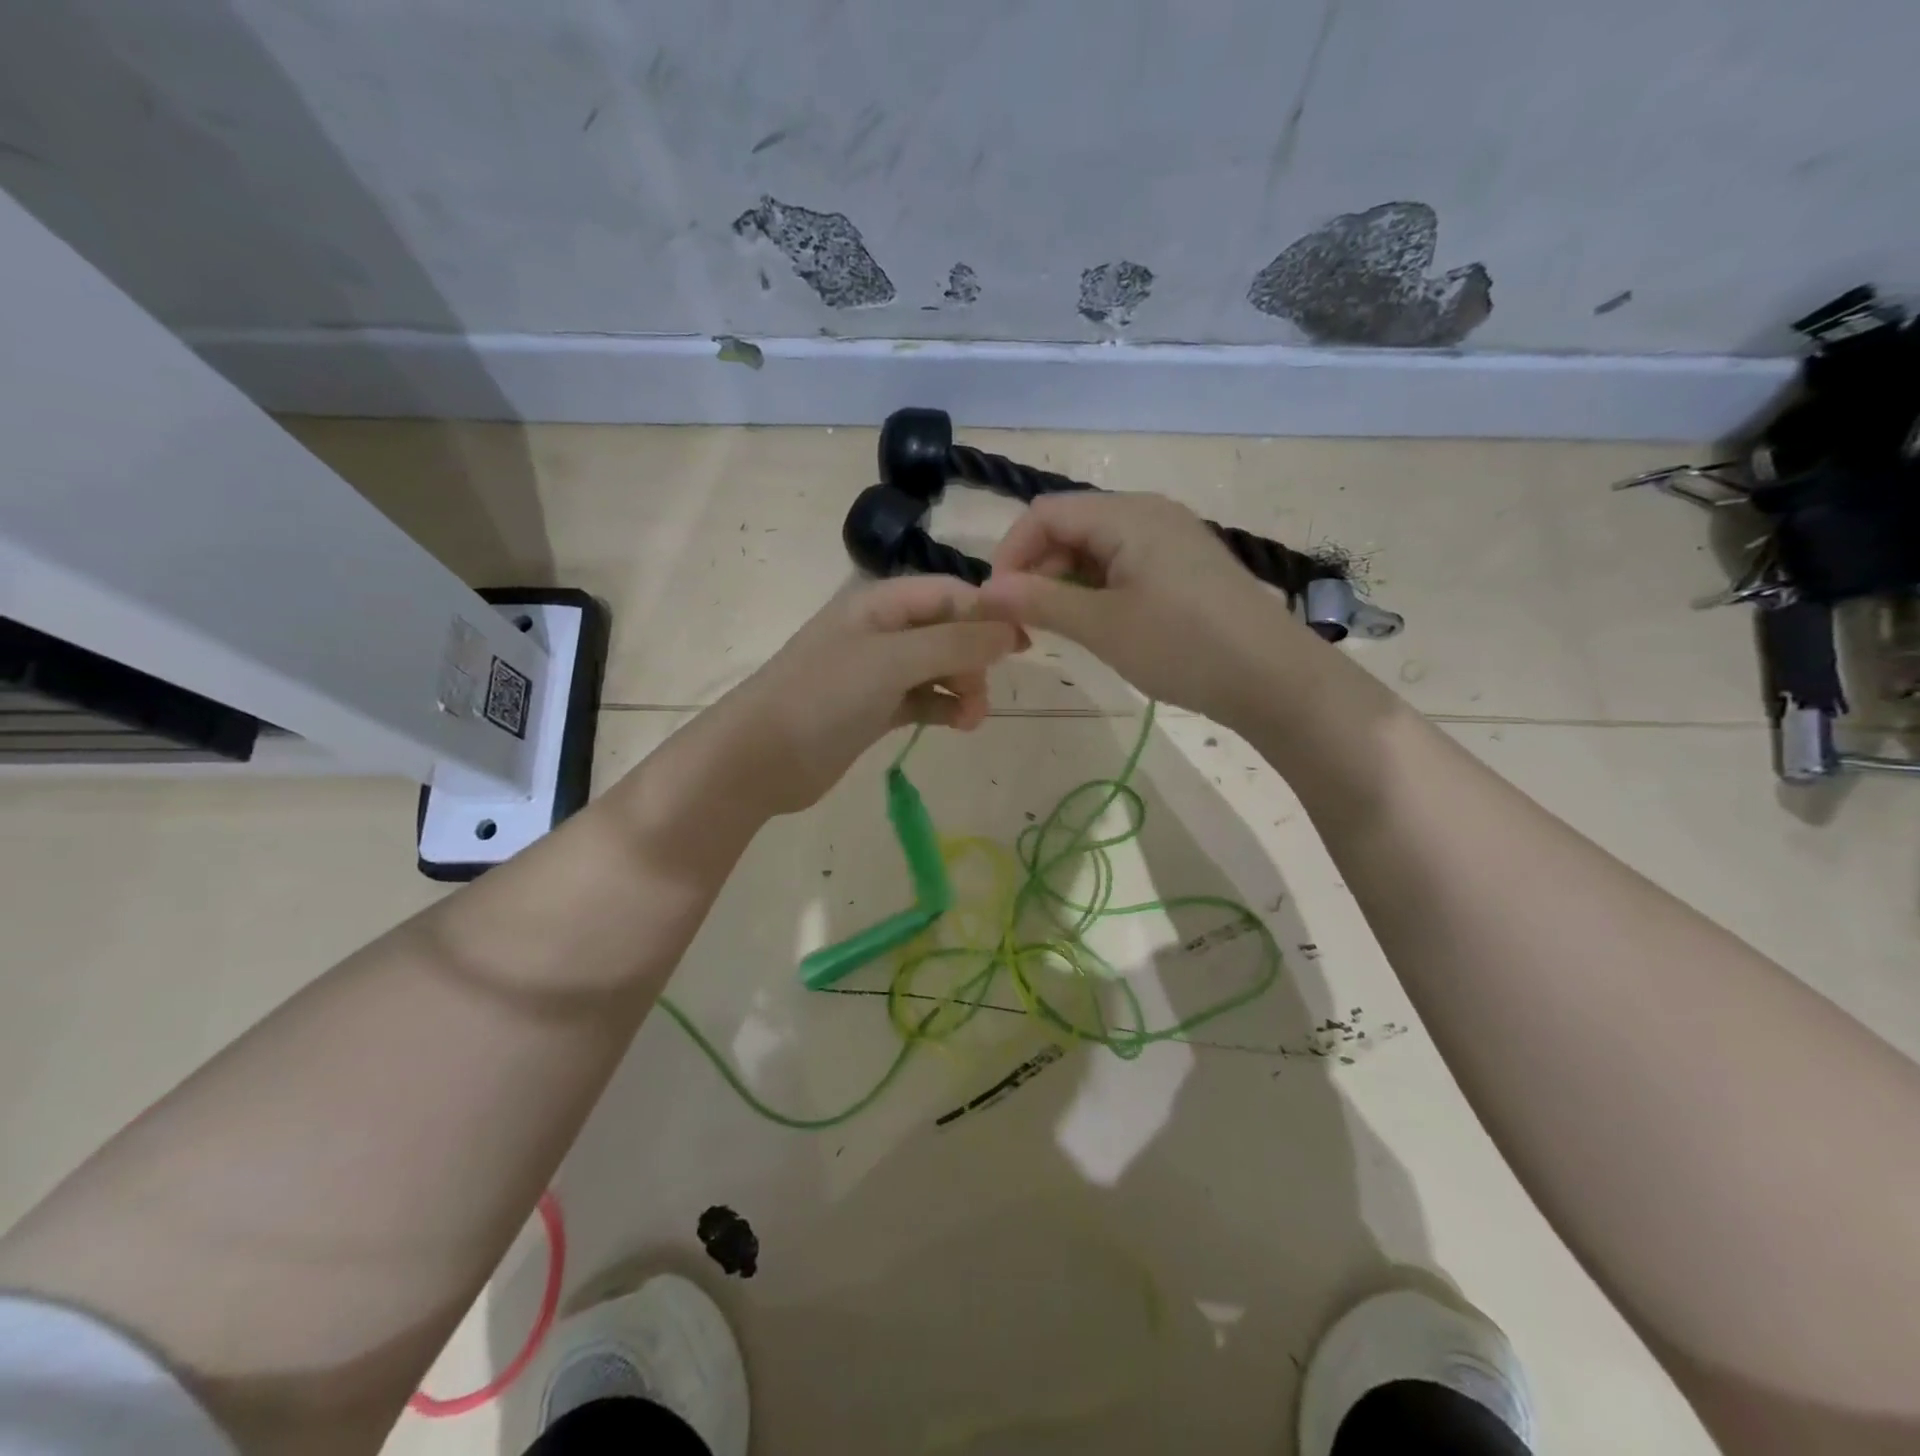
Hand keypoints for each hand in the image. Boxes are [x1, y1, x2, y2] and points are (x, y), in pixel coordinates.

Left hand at [709, 575, 1023, 814]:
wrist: (760, 758)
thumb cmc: (824, 696)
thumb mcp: (892, 660)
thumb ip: (955, 642)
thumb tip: (1012, 631)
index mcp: (880, 603)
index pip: (950, 592)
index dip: (988, 614)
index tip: (1023, 645)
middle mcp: (882, 630)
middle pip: (949, 631)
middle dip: (975, 658)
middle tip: (983, 693)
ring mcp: (878, 672)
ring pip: (940, 668)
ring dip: (964, 687)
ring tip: (971, 719)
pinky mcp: (876, 709)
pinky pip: (924, 699)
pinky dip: (945, 708)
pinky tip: (958, 725)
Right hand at [977, 492, 1311, 722]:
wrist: (1274, 679)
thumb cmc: (1183, 647)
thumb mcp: (1102, 626)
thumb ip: (1039, 602)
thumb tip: (985, 591)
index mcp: (1127, 515)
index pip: (1044, 513)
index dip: (1010, 554)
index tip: (997, 604)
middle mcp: (1148, 513)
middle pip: (1070, 526)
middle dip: (1037, 570)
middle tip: (1026, 624)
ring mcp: (1171, 538)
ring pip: (1096, 548)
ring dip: (1066, 583)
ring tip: (1059, 629)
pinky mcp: (1185, 566)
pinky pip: (1124, 564)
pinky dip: (1098, 589)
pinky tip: (1099, 625)